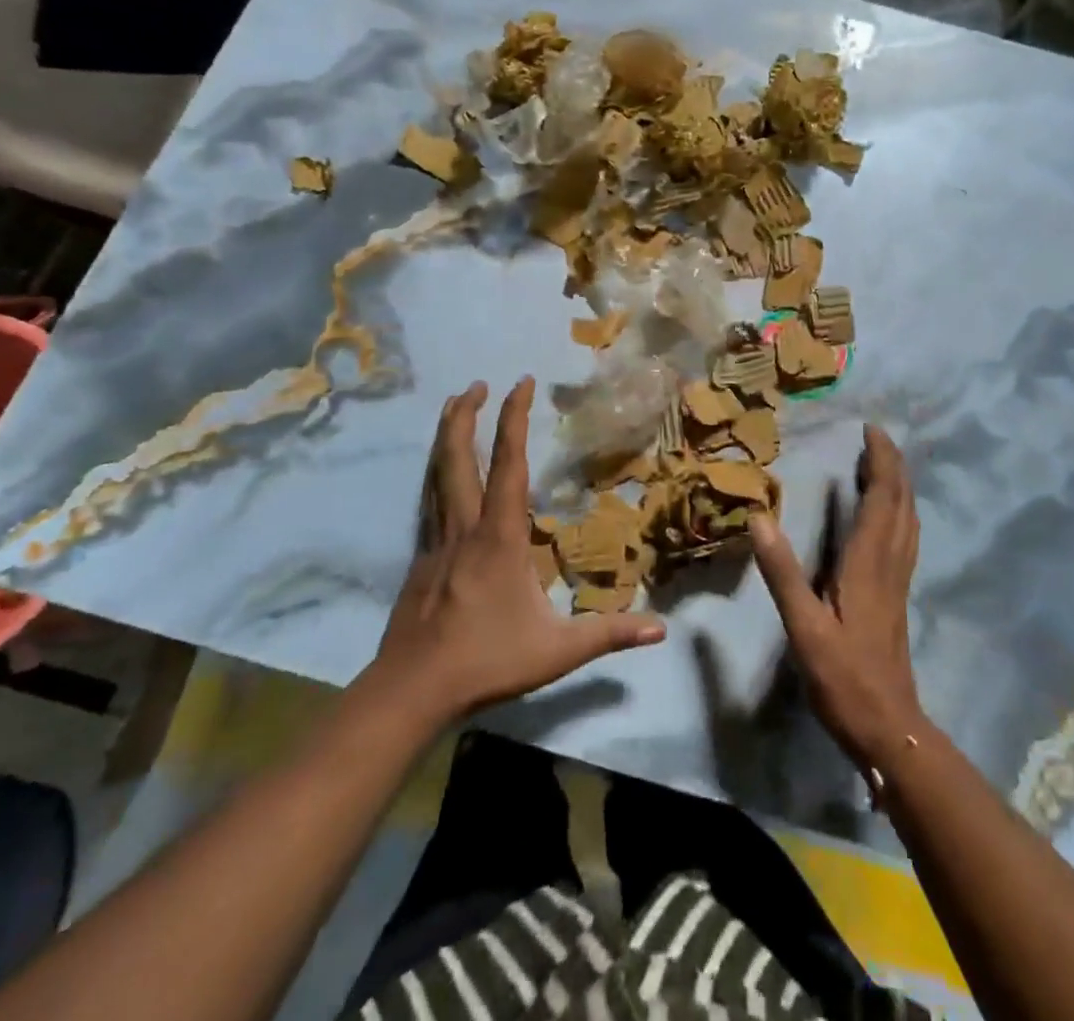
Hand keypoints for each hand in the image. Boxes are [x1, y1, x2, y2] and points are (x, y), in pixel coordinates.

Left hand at [358, 378, 665, 723]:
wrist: (411, 690)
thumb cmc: (487, 661)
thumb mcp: (557, 651)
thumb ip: (608, 634)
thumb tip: (662, 631)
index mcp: (500, 536)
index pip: (509, 464)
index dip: (514, 419)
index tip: (521, 382)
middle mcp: (465, 527)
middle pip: (458, 458)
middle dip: (466, 415)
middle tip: (475, 383)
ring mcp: (437, 542)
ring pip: (437, 475)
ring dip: (446, 437)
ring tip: (451, 407)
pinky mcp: (421, 560)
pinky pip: (429, 503)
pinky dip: (436, 474)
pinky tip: (440, 476)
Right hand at [750, 425, 925, 772]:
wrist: (889, 728)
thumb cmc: (844, 678)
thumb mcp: (804, 627)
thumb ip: (783, 573)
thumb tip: (760, 517)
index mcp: (869, 563)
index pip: (882, 498)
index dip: (880, 461)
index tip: (870, 430)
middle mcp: (890, 563)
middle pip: (901, 502)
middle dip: (892, 465)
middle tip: (875, 437)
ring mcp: (898, 580)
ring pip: (907, 520)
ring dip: (898, 486)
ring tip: (882, 464)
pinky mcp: (897, 595)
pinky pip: (904, 538)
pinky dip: (898, 511)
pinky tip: (887, 517)